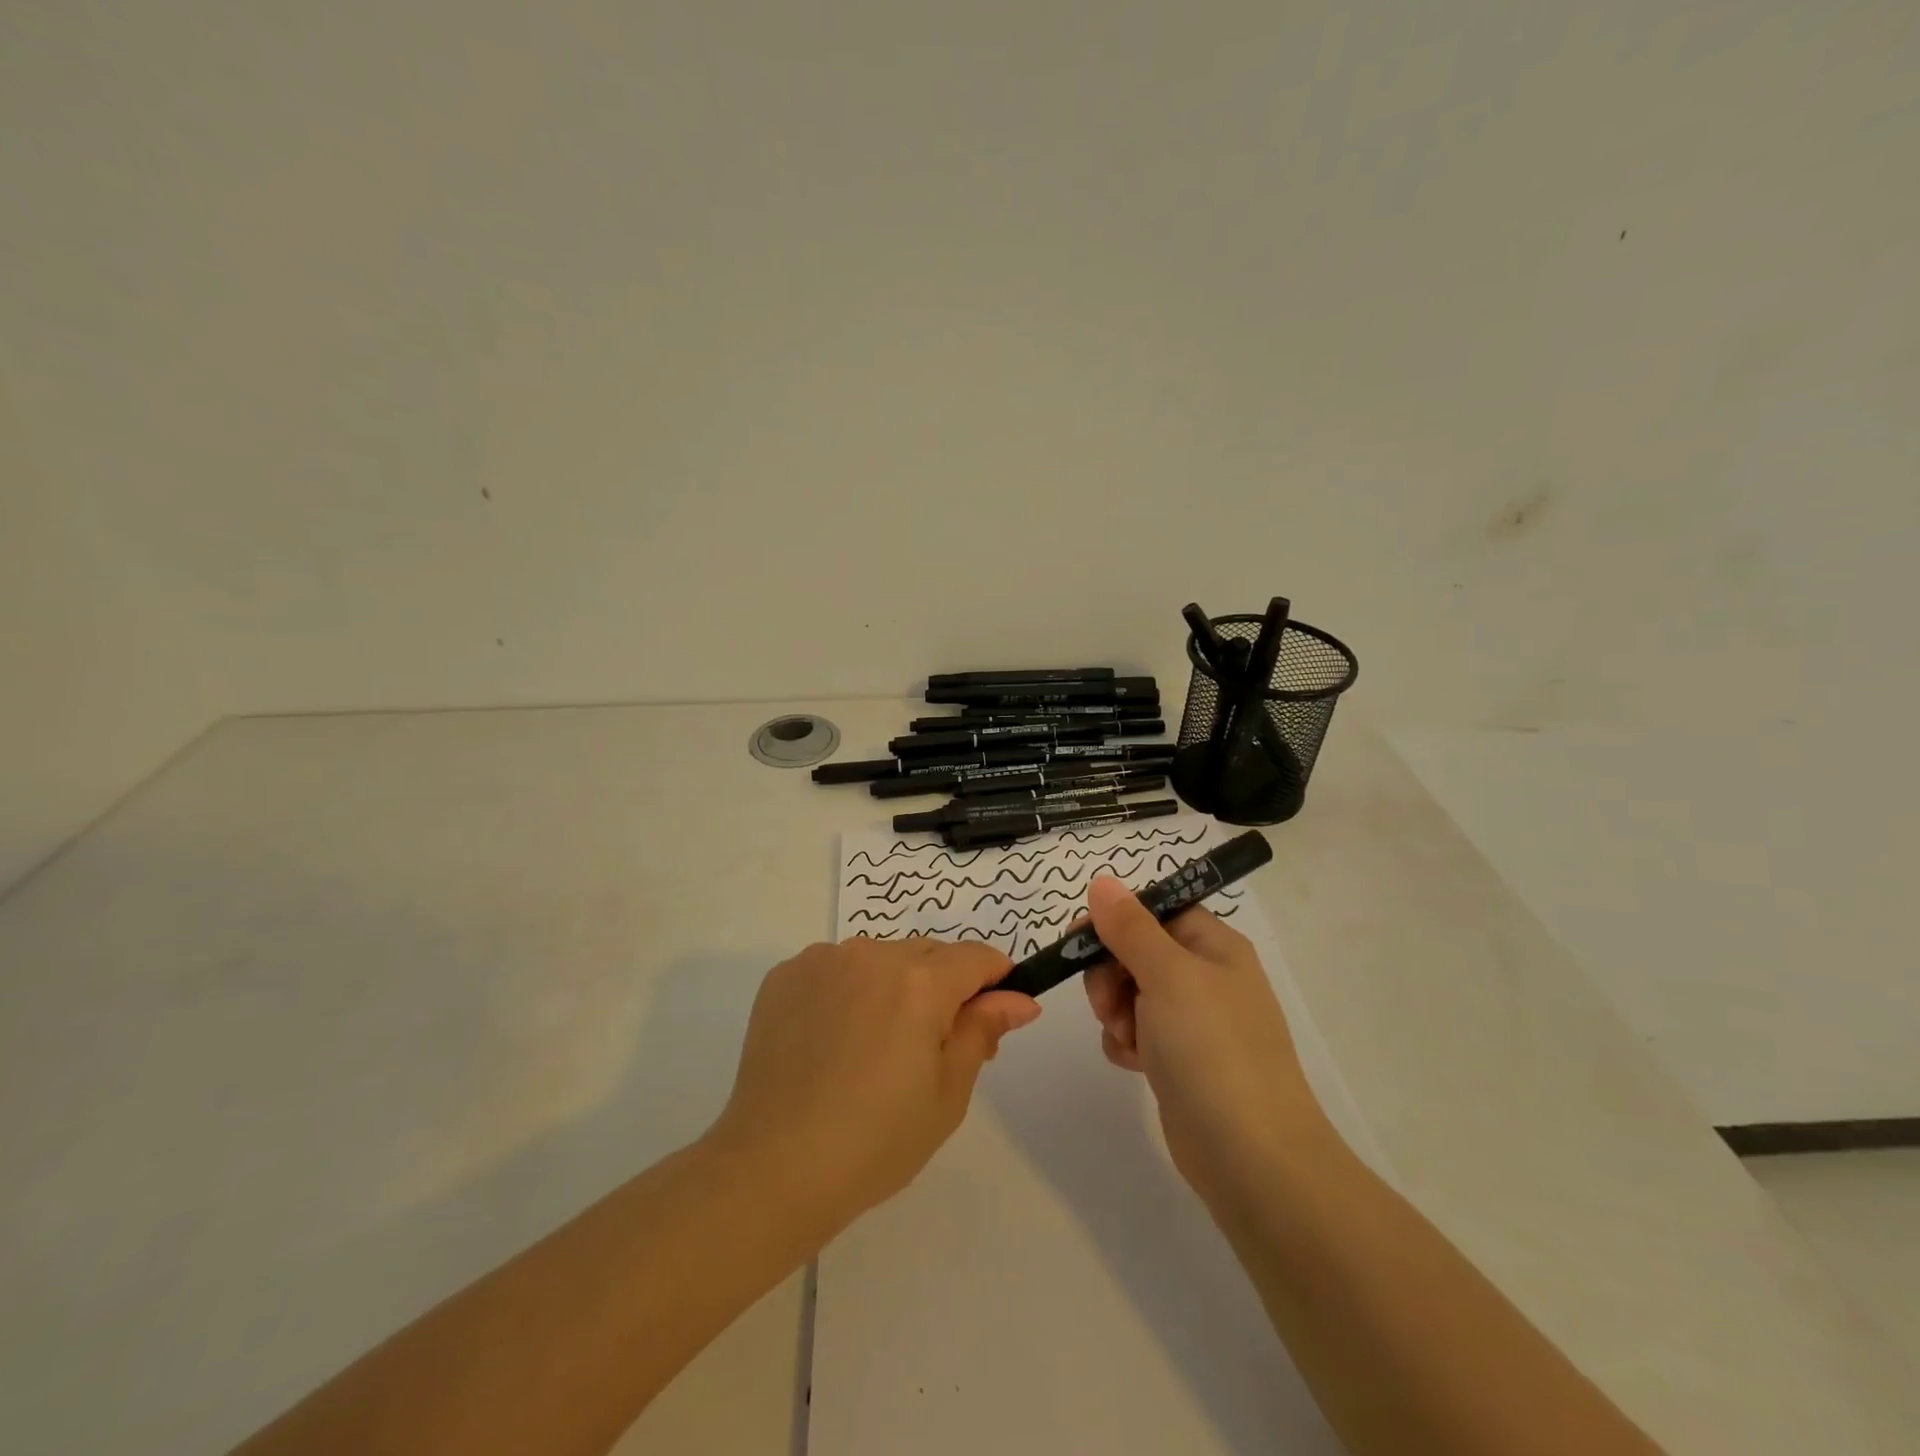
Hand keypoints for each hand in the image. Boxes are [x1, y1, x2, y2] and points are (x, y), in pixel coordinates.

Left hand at [708, 937, 1040, 1239]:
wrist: (772, 1169)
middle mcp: (871, 954)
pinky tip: (833, 1041)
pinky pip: (836, 969)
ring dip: (893, 986)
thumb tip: (1020, 998)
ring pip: (881, 959)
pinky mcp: (785, 975)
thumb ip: (983, 1030)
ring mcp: (822, 960)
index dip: (995, 981)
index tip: (993, 1016)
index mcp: (919, 982)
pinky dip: (848, 991)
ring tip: (874, 1048)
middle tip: (932, 1048)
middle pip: (929, 954)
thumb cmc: (875, 1141)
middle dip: (944, 988)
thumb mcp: (947, 1093)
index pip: (977, 958)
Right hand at [1081, 875, 1324, 1205]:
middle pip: (1137, 951)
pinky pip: (1138, 1033)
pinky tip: (1133, 1062)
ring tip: (1126, 1038)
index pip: (1155, 911)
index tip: (1080, 940)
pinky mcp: (1181, 1061)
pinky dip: (1126, 1042)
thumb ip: (1130, 927)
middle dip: (1111, 973)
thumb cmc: (1211, 1049)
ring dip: (1115, 1010)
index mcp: (1214, 946)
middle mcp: (1207, 978)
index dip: (1116, 920)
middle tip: (1108, 1003)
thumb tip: (1103, 882)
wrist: (1251, 1157)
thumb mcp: (1168, 975)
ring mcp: (1195, 1022)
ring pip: (1131, 993)